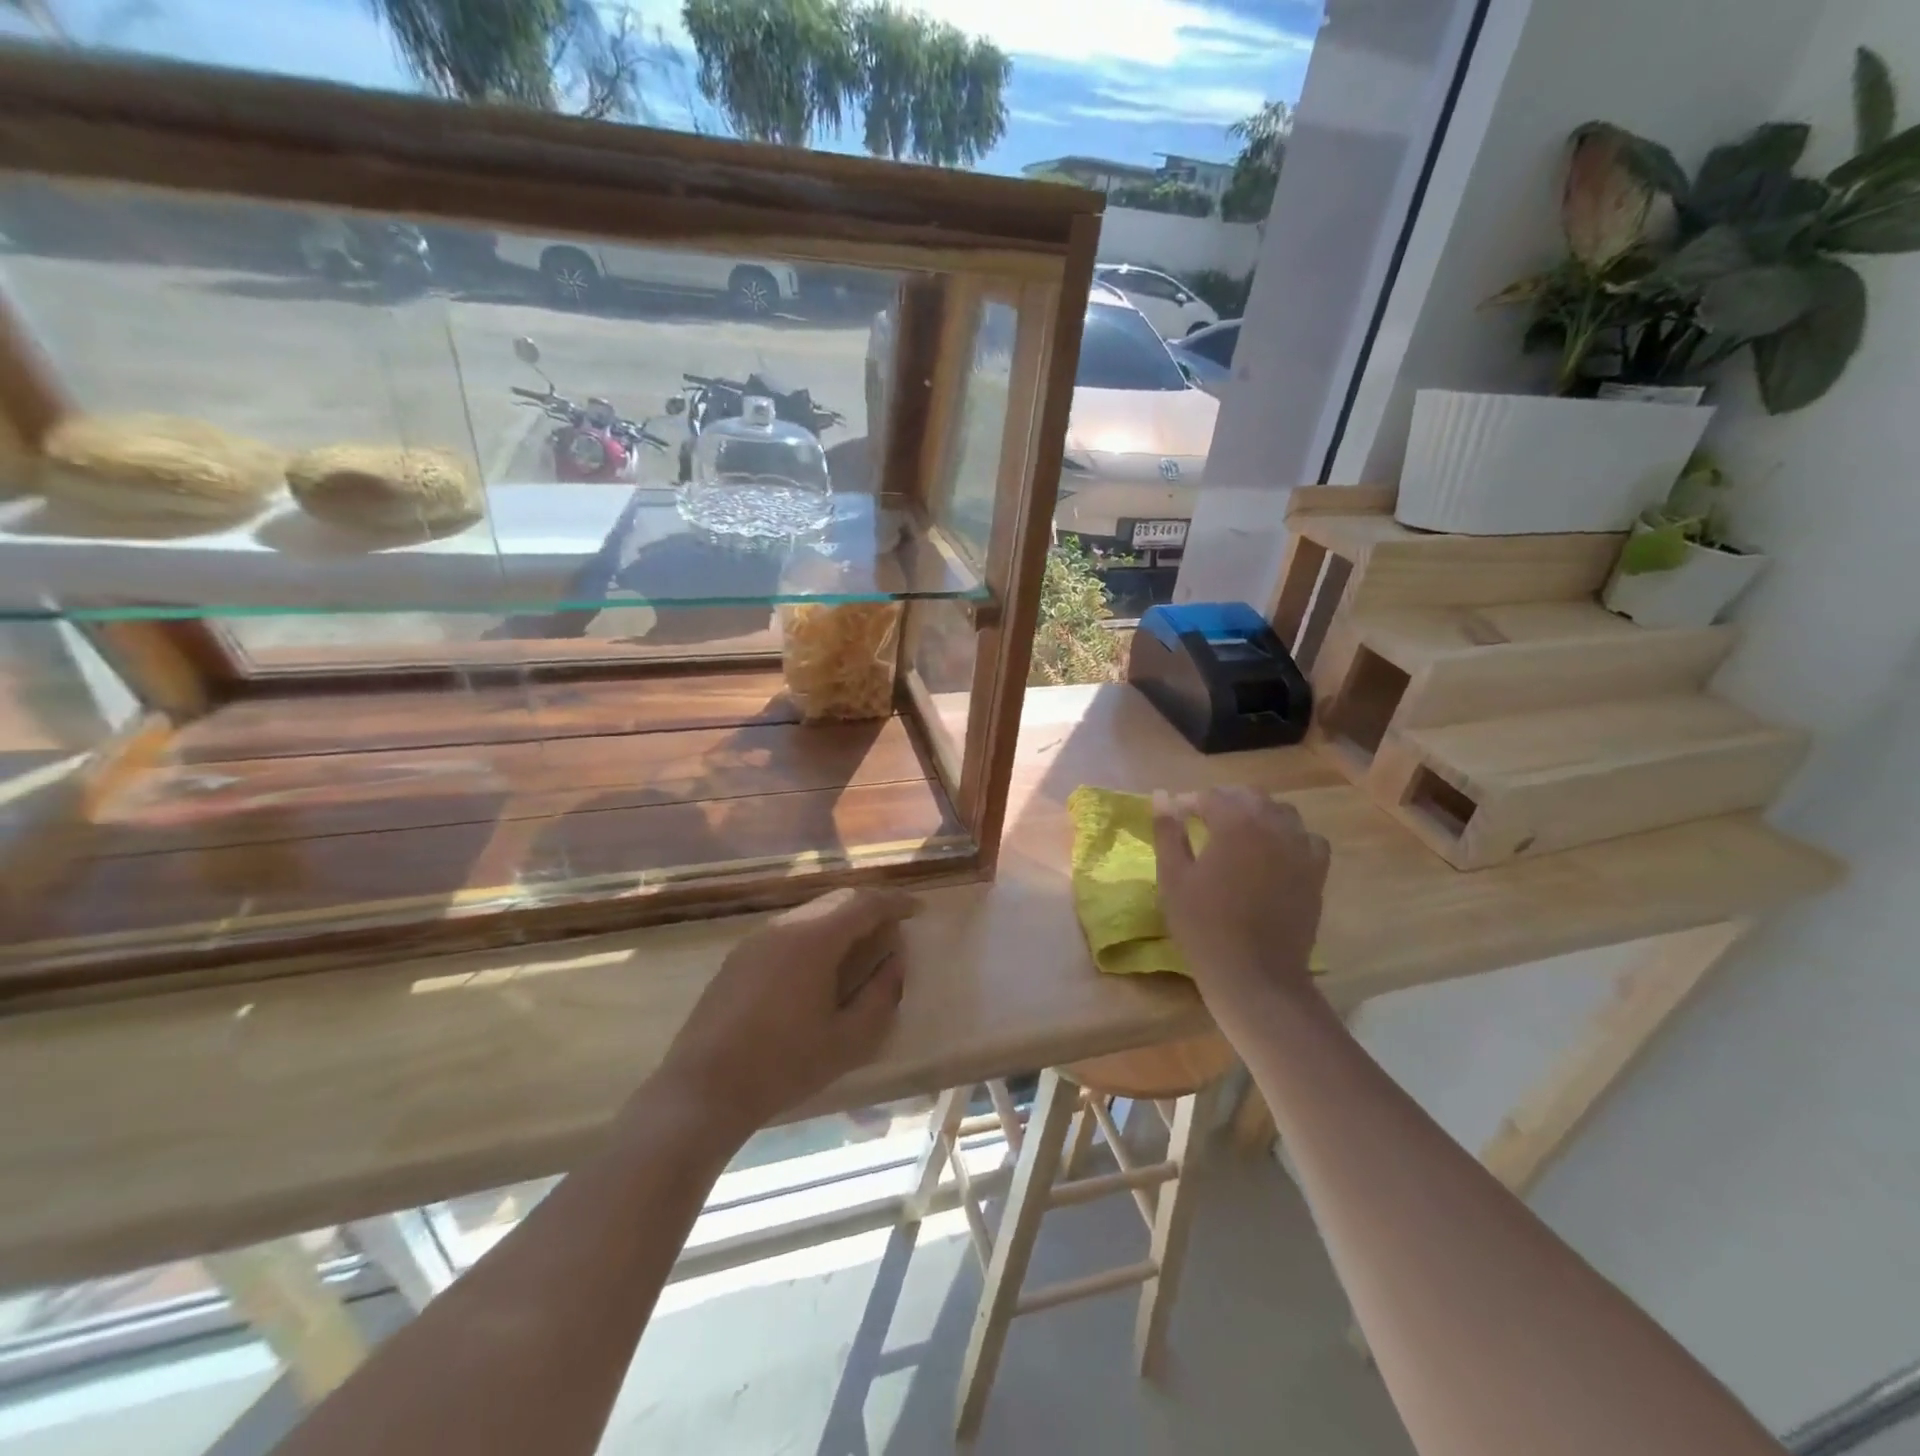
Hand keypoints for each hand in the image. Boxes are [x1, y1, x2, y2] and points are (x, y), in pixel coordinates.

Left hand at [654, 888, 917, 1141]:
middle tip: (894, 926)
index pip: (864, 903)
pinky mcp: (740, 956)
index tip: (917, 911)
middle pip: (837, 899)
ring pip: (811, 912)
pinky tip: (821, 964)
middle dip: (870, 907)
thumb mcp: (848, 1040)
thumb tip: (895, 962)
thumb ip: (881, 996)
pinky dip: (817, 933)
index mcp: (814, 939)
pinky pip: (789, 929)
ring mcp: (757, 939)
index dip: (895, 902)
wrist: (703, 1089)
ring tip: (862, 945)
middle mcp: (785, 926)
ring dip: (842, 920)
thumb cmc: (783, 1065)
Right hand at [1153, 787, 1328, 1021]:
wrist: (1255, 974)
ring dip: (1257, 815)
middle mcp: (1273, 825)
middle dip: (1224, 803)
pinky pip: (1307, 838)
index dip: (1189, 803)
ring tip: (1237, 835)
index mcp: (1235, 822)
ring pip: (1280, 812)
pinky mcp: (1317, 871)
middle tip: (1202, 823)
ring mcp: (1301, 847)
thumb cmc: (1203, 925)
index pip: (1211, 796)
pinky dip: (1289, 836)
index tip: (1177, 818)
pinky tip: (1274, 853)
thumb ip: (1167, 831)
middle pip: (1248, 796)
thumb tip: (1161, 796)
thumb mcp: (1173, 876)